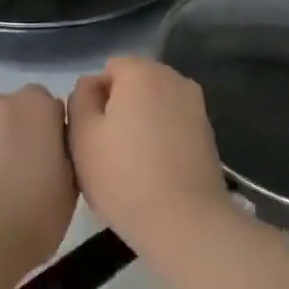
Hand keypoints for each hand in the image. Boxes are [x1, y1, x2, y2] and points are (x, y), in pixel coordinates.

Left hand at [0, 86, 75, 266]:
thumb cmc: (29, 221)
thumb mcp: (69, 189)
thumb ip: (62, 155)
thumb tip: (50, 149)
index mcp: (34, 108)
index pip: (45, 104)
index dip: (47, 131)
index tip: (46, 161)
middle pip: (3, 113)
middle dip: (8, 136)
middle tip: (11, 180)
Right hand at [67, 58, 228, 248]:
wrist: (184, 219)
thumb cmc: (123, 176)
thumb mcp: (82, 136)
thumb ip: (81, 99)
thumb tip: (92, 84)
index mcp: (143, 73)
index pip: (110, 68)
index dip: (95, 97)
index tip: (91, 132)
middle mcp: (175, 78)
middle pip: (137, 82)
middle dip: (120, 105)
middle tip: (106, 147)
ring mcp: (196, 104)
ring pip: (157, 103)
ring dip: (142, 121)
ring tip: (131, 161)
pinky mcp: (207, 131)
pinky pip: (174, 122)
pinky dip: (162, 136)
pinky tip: (155, 168)